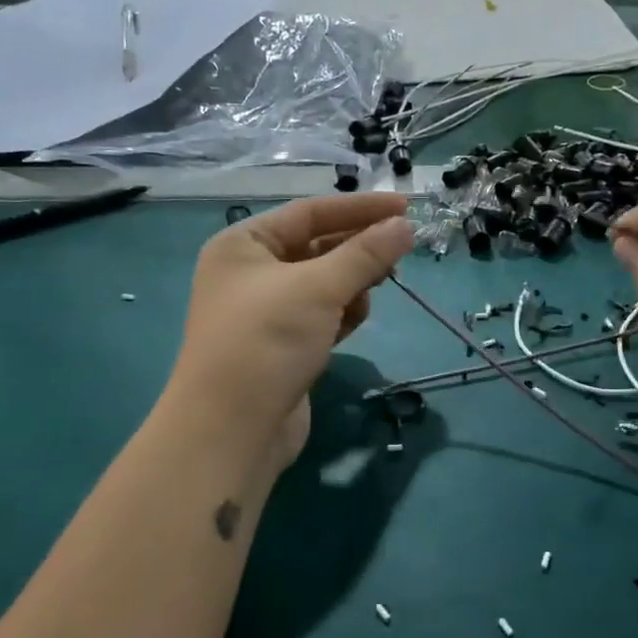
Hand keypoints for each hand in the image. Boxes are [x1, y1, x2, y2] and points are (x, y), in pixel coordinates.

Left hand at [168, 193, 413, 469]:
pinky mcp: (283, 345)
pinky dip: (342, 313)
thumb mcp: (319, 288)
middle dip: (359, 250)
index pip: (310, 212)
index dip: (360, 208)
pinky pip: (322, 314)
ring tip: (374, 291)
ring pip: (324, 283)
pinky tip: (354, 321)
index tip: (405, 207)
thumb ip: (366, 254)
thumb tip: (405, 226)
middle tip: (401, 253)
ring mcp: (266, 311)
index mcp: (244, 244)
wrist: (232, 430)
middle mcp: (251, 272)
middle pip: (318, 246)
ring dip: (353, 284)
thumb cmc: (267, 342)